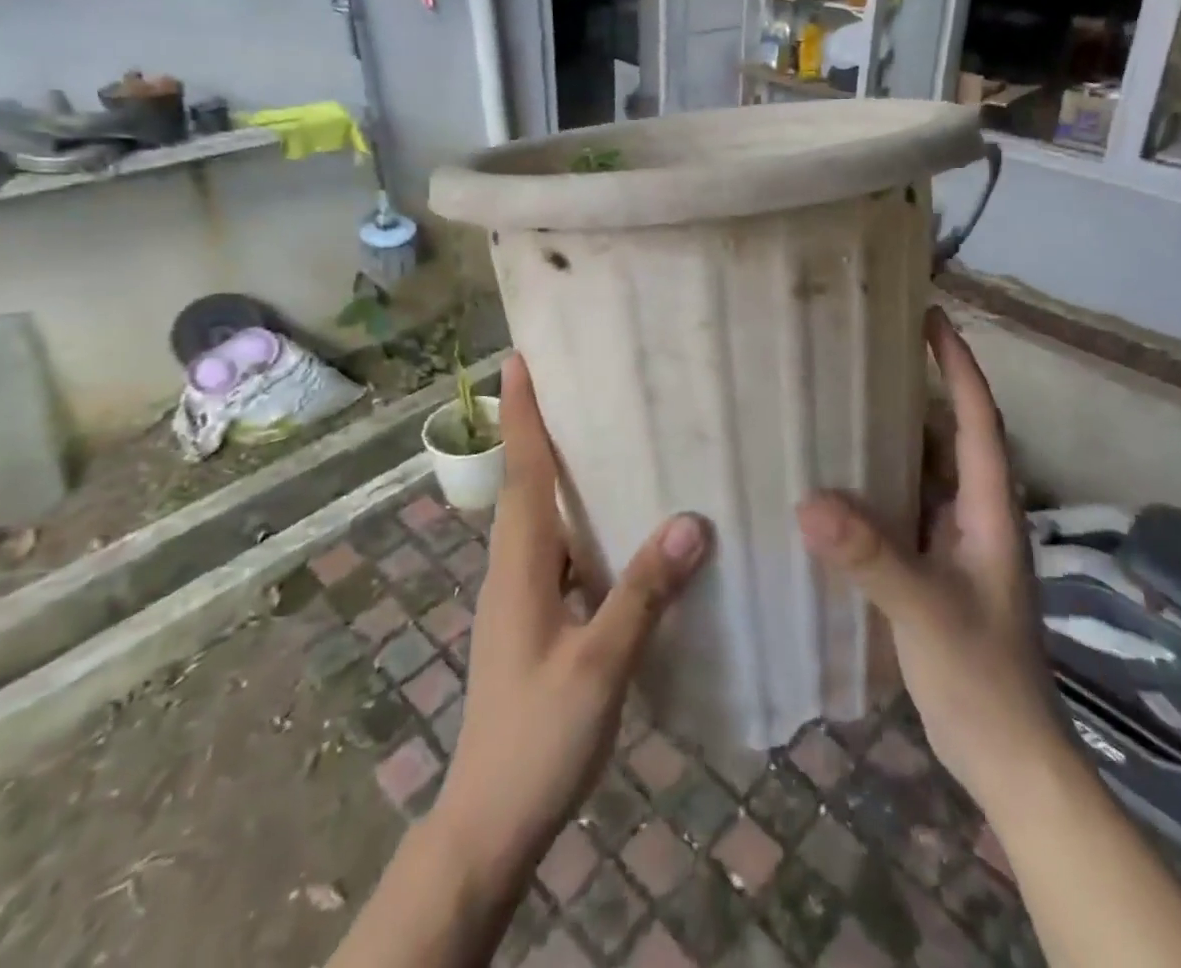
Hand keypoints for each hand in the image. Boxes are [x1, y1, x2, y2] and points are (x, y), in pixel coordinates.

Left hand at [433, 354, 709, 870]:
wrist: (490, 821)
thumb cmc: (537, 737)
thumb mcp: (599, 665)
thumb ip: (643, 592)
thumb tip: (690, 520)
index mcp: (519, 566)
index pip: (522, 472)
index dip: (523, 413)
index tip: (518, 359)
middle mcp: (513, 569)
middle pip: (525, 483)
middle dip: (540, 429)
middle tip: (574, 383)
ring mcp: (519, 597)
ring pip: (539, 518)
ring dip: (559, 473)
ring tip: (602, 439)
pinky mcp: (532, 621)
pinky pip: (556, 551)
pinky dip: (577, 522)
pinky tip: (615, 528)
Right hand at [797, 307, 1063, 798]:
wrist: (1008, 757)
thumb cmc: (982, 676)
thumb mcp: (926, 610)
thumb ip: (872, 556)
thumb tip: (807, 501)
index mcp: (988, 509)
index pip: (978, 419)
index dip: (958, 365)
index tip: (930, 317)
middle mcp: (974, 515)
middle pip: (950, 435)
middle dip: (919, 389)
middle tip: (867, 353)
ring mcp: (955, 544)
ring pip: (925, 471)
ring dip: (894, 436)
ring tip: (843, 402)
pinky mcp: (934, 568)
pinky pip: (904, 507)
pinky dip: (877, 484)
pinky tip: (837, 482)